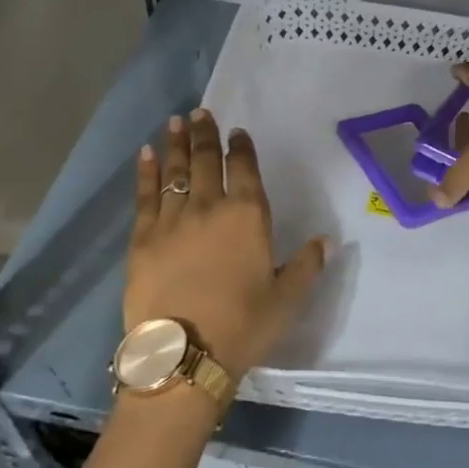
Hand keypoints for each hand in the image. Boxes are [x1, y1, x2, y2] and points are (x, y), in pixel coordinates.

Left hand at [126, 110, 330, 379]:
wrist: (184, 354)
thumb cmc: (243, 326)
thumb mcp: (287, 299)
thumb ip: (307, 265)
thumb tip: (326, 241)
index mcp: (247, 216)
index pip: (244, 169)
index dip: (240, 148)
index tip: (236, 133)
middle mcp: (209, 207)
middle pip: (205, 161)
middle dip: (204, 135)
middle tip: (200, 113)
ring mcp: (172, 220)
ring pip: (174, 172)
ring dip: (176, 144)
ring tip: (176, 121)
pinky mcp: (142, 237)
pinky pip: (145, 195)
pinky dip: (146, 172)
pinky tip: (146, 155)